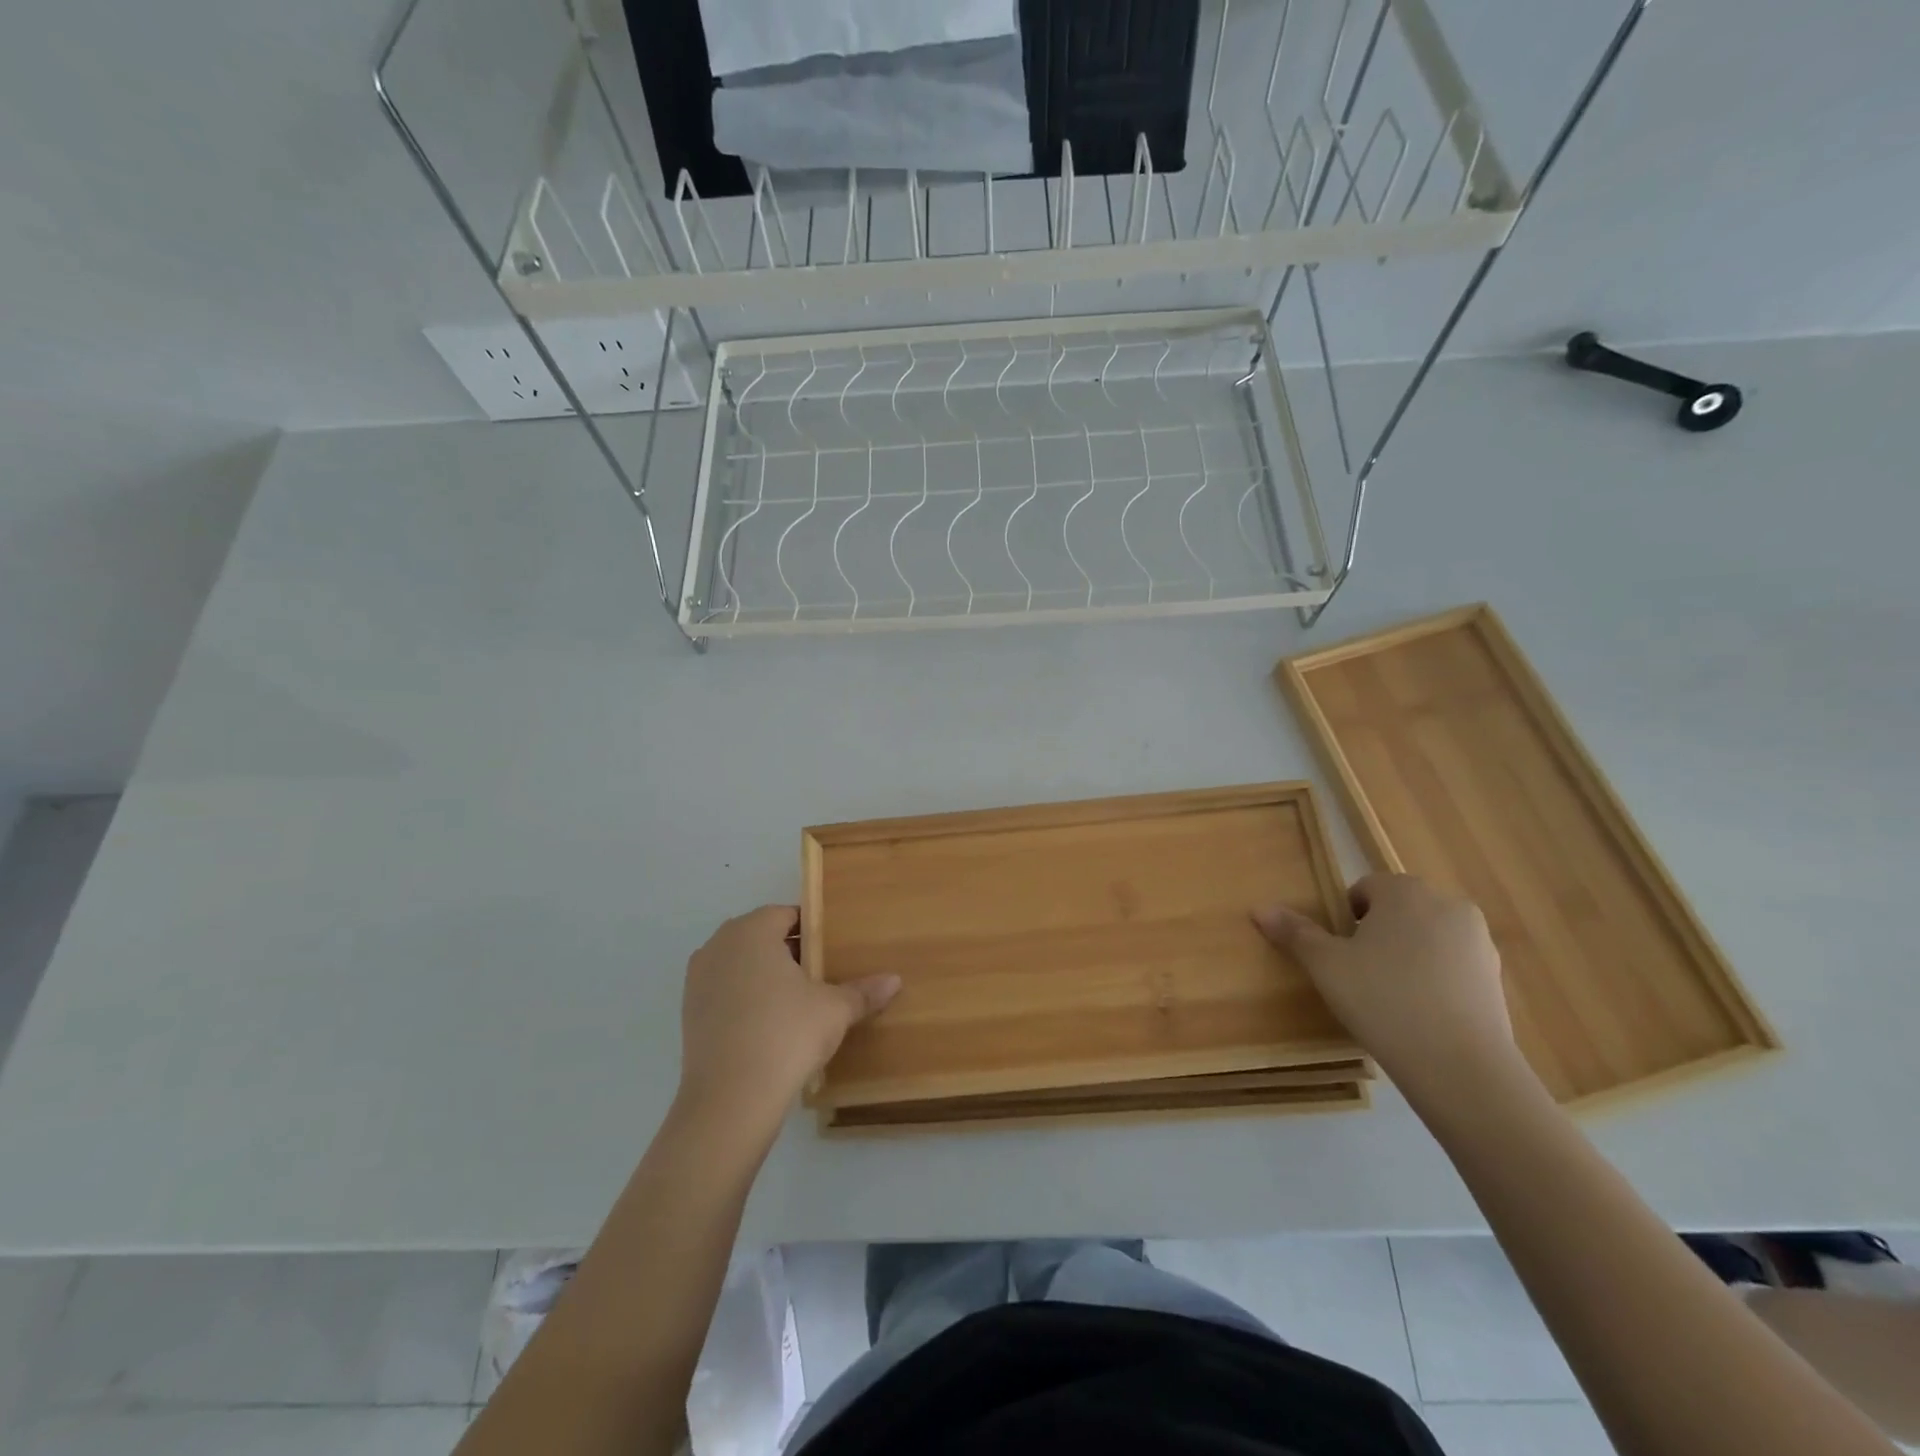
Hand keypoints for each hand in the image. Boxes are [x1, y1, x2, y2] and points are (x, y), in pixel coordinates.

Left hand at [677, 905, 899, 1135]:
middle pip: (761, 937)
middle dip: (789, 952)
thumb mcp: (834, 1010)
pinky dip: (745, 1000)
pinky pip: (725, 992)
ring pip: (740, 964)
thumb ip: (863, 991)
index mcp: (752, 930)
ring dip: (765, 976)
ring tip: (796, 1003)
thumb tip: (895, 980)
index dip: (813, 931)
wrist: (729, 1100)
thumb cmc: (786, 1034)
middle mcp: (719, 945)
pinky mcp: (688, 1012)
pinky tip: (768, 1026)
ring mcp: (698, 979)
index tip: (832, 952)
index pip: (787, 915)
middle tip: (820, 977)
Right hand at [1255, 874, 1521, 1099]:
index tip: (1340, 952)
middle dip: (1379, 934)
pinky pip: (1453, 967)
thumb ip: (1295, 933)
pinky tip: (1420, 1014)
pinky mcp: (1497, 979)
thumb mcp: (1326, 965)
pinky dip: (1435, 980)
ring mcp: (1479, 942)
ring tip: (1390, 997)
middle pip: (1400, 911)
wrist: (1460, 1066)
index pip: (1366, 888)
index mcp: (1405, 891)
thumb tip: (1259, 908)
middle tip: (1359, 974)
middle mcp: (1448, 905)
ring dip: (1408, 956)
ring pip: (1428, 938)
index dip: (1346, 918)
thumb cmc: (1382, 999)